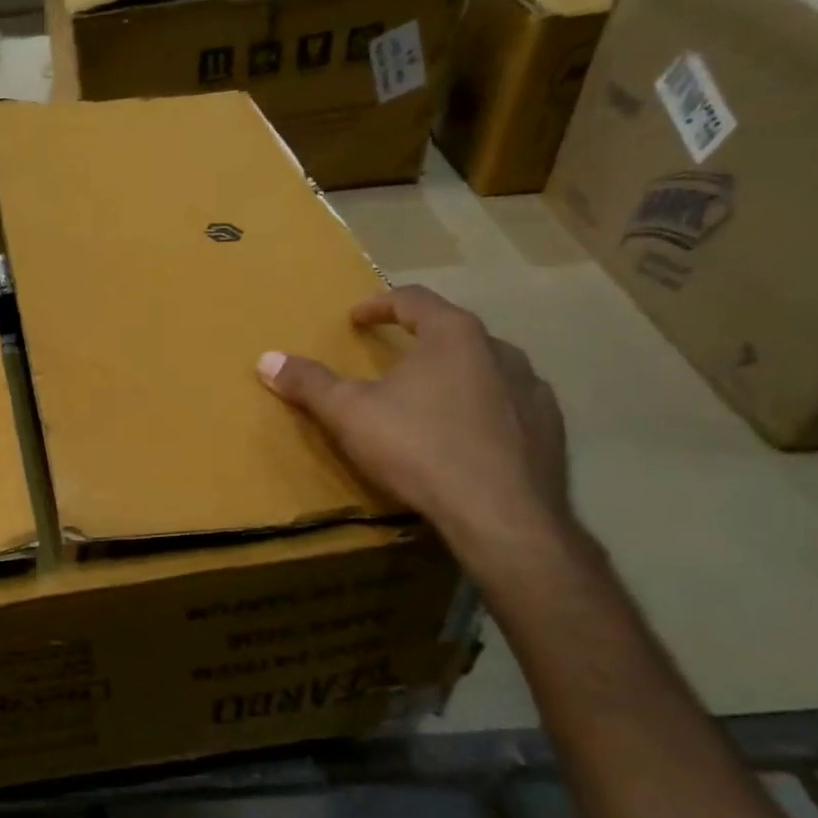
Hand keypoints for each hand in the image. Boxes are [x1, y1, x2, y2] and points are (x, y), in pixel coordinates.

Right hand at [257, 286, 568, 565]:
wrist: (500, 516)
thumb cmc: (419, 449)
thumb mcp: (349, 414)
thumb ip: (309, 383)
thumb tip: (266, 359)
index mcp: (454, 335)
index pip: (413, 300)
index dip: (379, 305)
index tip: (356, 318)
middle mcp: (501, 351)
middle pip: (452, 331)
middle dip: (418, 341)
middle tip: (390, 359)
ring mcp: (533, 390)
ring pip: (486, 368)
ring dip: (454, 374)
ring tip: (428, 398)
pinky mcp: (550, 429)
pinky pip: (509, 405)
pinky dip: (483, 409)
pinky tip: (466, 436)